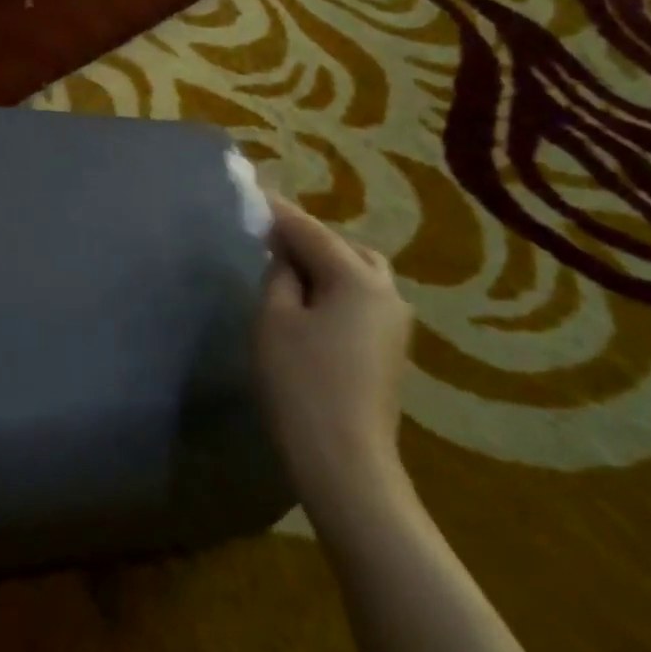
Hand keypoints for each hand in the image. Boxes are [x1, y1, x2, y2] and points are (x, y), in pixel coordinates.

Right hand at [257, 194, 413, 523]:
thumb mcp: (274, 319)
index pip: (311, 232)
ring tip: (288, 271)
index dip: (280, 212)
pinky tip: (309, 304)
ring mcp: (395, 323)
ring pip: (359, 275)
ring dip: (326, 265)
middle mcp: (387, 292)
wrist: (344, 458)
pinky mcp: (390, 349)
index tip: (255, 193)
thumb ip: (279, 276)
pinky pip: (362, 300)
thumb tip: (285, 256)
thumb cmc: (300, 382)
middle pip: (346, 248)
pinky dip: (336, 289)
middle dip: (311, 238)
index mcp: (358, 278)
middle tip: (271, 240)